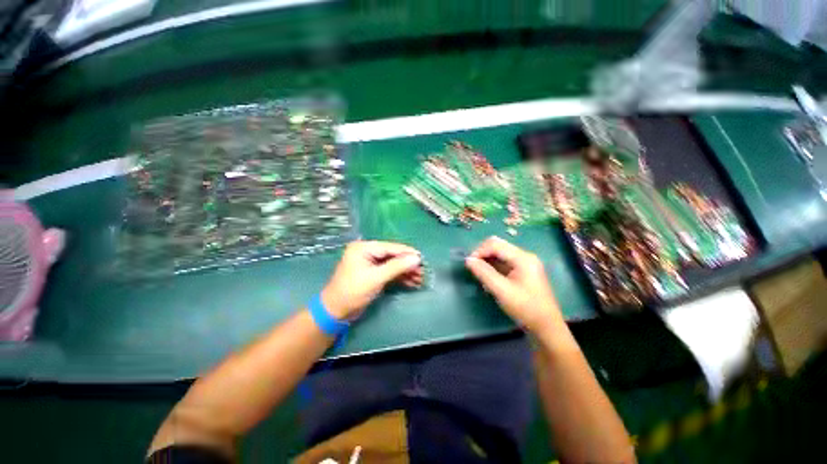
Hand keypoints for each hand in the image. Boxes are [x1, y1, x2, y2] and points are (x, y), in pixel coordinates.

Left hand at [322, 241, 422, 319]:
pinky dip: (399, 277)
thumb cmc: (353, 291)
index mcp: (364, 248)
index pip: (390, 247)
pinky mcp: (373, 273)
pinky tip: (411, 282)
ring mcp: (370, 263)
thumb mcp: (376, 278)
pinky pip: (389, 272)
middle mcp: (367, 252)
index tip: (422, 258)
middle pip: (392, 256)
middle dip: (407, 265)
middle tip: (422, 271)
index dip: (407, 253)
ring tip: (420, 279)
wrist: (336, 312)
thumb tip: (416, 258)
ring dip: (405, 272)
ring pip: (392, 264)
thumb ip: (397, 266)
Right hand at [465, 236, 561, 332]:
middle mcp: (524, 256)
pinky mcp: (523, 270)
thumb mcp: (502, 291)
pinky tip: (488, 276)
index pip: (496, 245)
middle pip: (498, 245)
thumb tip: (468, 260)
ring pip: (500, 253)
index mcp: (523, 258)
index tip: (468, 263)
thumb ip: (484, 273)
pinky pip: (504, 261)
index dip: (479, 251)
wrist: (546, 327)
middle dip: (482, 253)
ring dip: (487, 259)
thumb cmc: (525, 308)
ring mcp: (524, 263)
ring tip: (479, 273)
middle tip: (472, 266)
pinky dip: (493, 265)